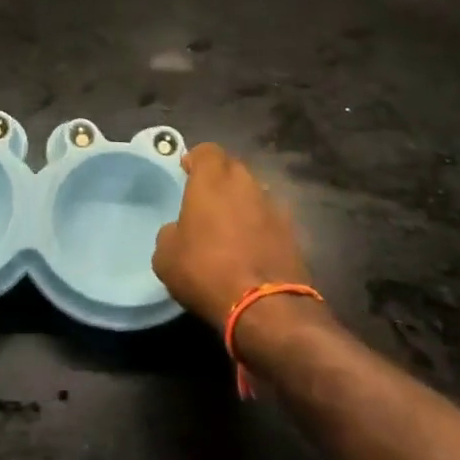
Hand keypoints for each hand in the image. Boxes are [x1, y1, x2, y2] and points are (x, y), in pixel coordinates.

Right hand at [152, 143, 311, 328]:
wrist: (266, 308)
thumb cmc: (206, 271)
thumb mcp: (166, 255)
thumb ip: (171, 232)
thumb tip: (180, 231)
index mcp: (212, 181)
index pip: (207, 150)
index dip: (196, 159)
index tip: (187, 173)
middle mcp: (246, 184)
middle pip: (233, 168)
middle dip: (220, 179)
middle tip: (206, 201)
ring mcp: (274, 208)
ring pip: (254, 193)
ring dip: (242, 203)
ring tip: (229, 227)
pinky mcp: (293, 234)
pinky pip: (269, 219)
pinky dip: (259, 227)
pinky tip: (250, 249)